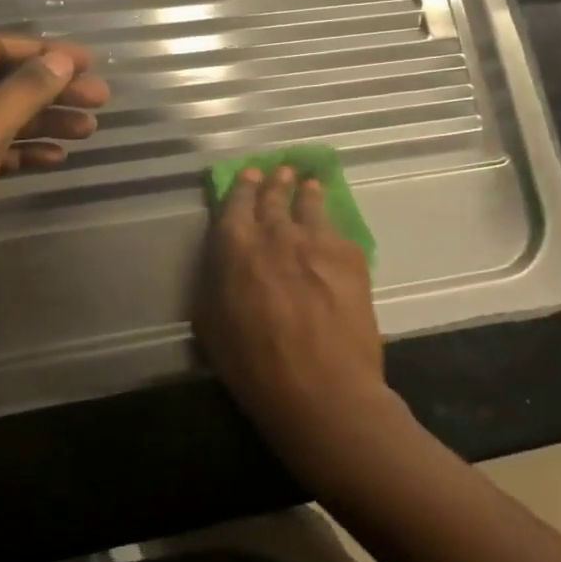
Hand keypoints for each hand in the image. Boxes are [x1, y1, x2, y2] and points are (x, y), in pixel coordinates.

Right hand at [196, 165, 395, 470]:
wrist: (322, 389)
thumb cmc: (255, 365)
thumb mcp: (212, 324)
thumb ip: (216, 281)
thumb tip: (224, 263)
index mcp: (235, 247)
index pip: (236, 202)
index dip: (243, 187)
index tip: (250, 174)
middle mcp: (275, 232)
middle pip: (274, 196)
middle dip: (275, 182)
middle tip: (280, 172)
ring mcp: (315, 239)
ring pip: (309, 204)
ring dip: (306, 192)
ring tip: (308, 183)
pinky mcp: (349, 254)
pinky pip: (336, 230)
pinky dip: (330, 224)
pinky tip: (331, 227)